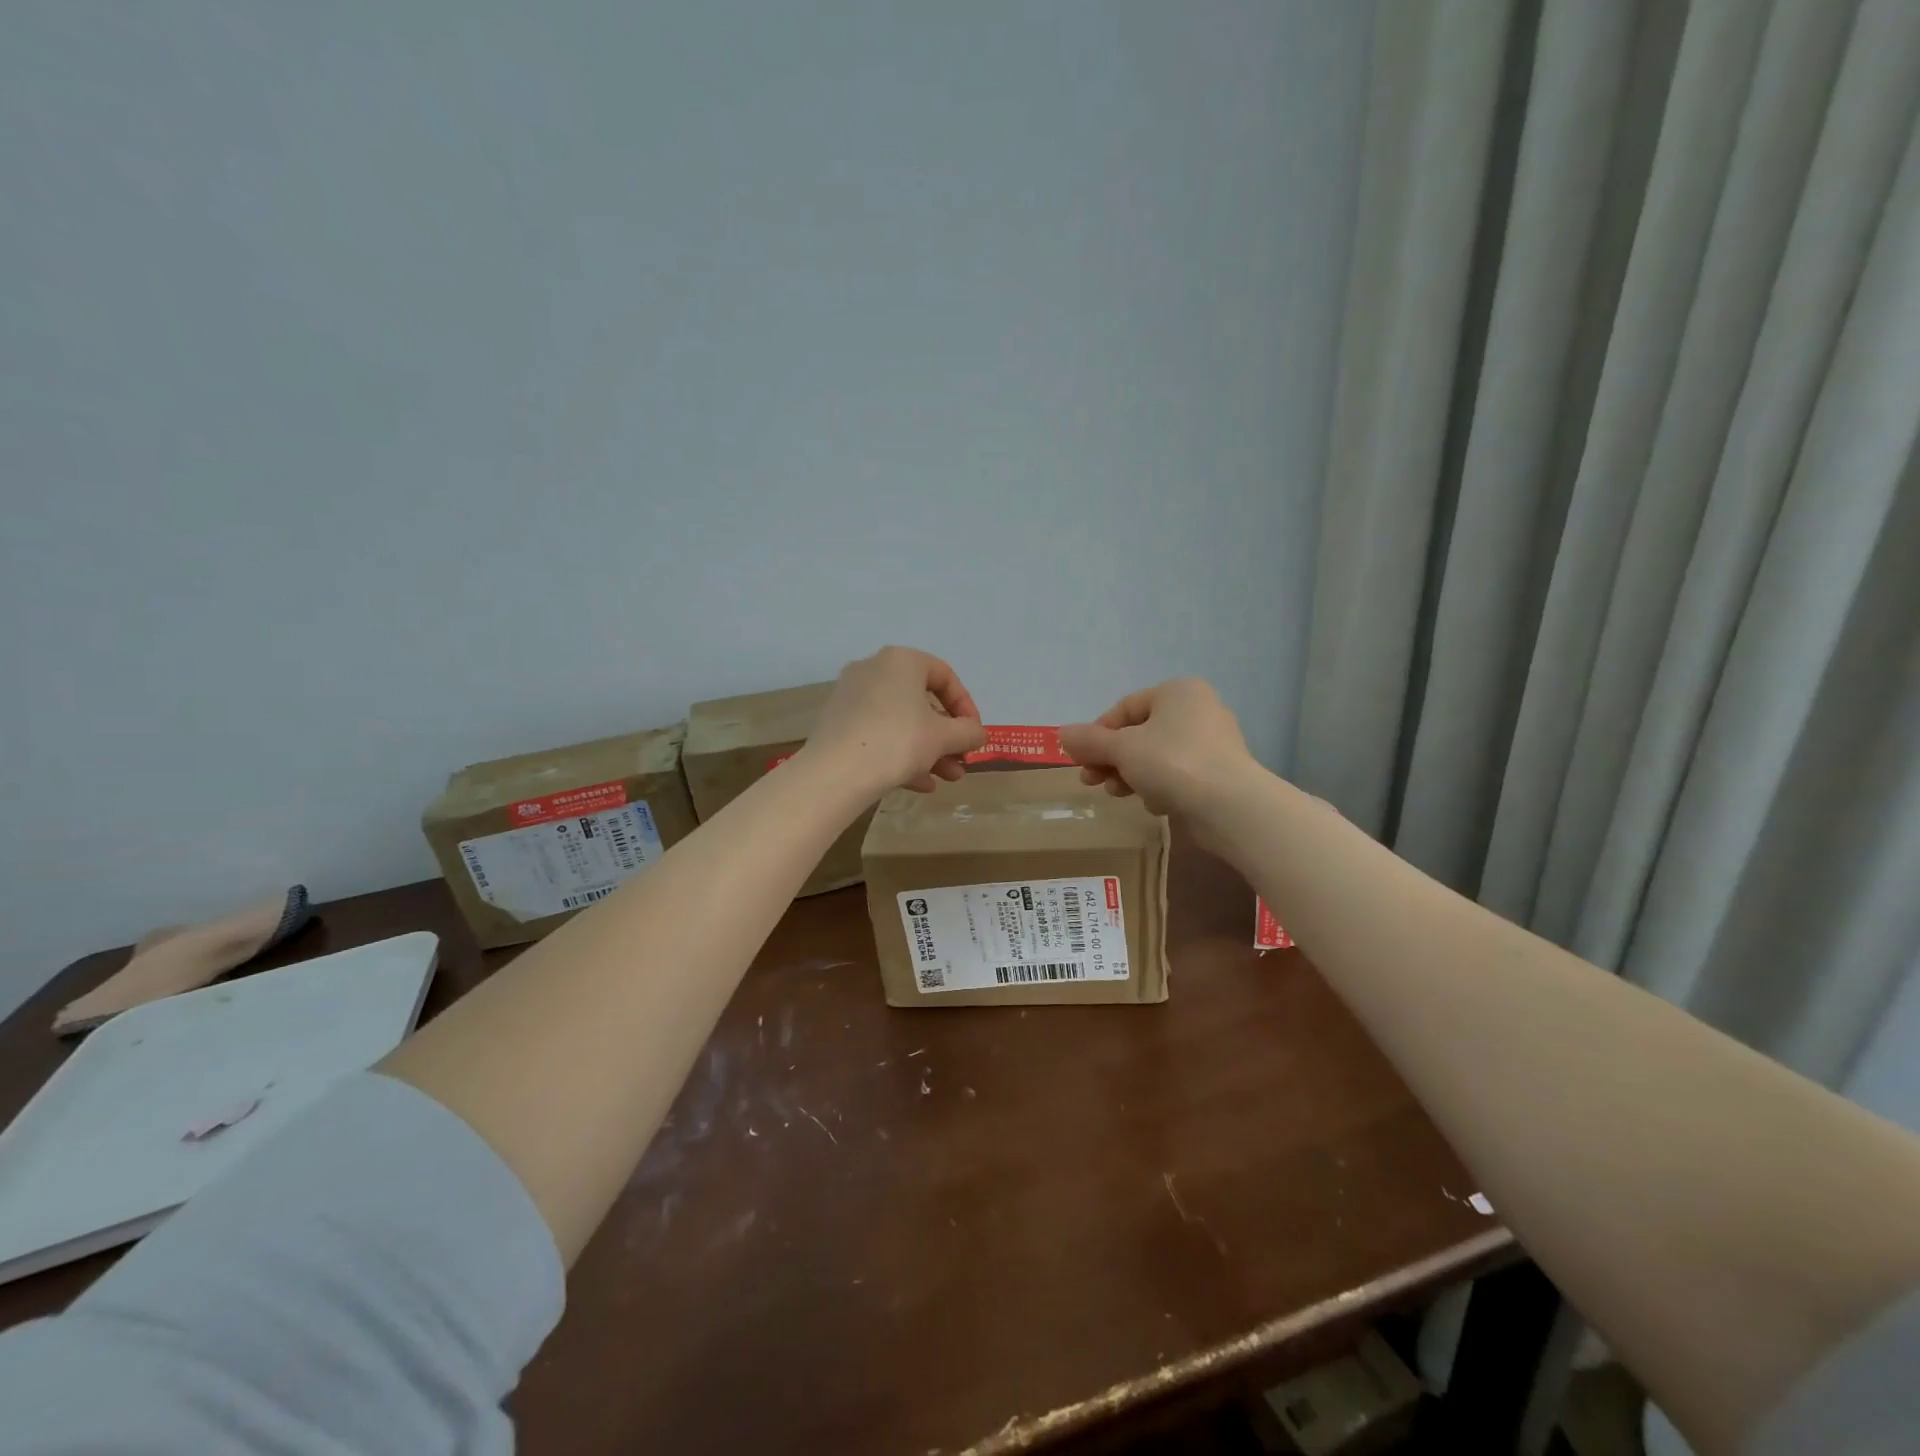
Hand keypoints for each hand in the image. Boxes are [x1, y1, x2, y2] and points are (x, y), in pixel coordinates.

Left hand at [806, 646, 986, 794]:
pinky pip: (878, 734)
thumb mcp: (944, 737)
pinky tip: (920, 784)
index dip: (966, 707)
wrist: (835, 773)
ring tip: (947, 779)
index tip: (974, 735)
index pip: (945, 676)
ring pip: (900, 721)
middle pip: (921, 702)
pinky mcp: (837, 723)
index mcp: (901, 661)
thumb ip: (968, 732)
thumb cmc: (898, 742)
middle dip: (947, 737)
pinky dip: (901, 754)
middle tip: (961, 761)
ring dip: (928, 750)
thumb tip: (976, 733)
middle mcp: (873, 669)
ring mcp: (851, 696)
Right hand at [1059, 678, 1252, 819]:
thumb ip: (1089, 741)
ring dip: (1131, 775)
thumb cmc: (1172, 763)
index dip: (1096, 733)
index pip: (1125, 708)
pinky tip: (1154, 804)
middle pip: (1140, 734)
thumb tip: (1062, 734)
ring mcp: (1213, 743)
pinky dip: (1161, 787)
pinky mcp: (1220, 774)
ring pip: (1157, 756)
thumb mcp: (1121, 749)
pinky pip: (1178, 775)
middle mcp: (1199, 710)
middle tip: (1090, 780)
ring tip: (1116, 794)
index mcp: (1177, 692)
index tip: (1079, 758)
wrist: (1229, 807)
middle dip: (1111, 758)